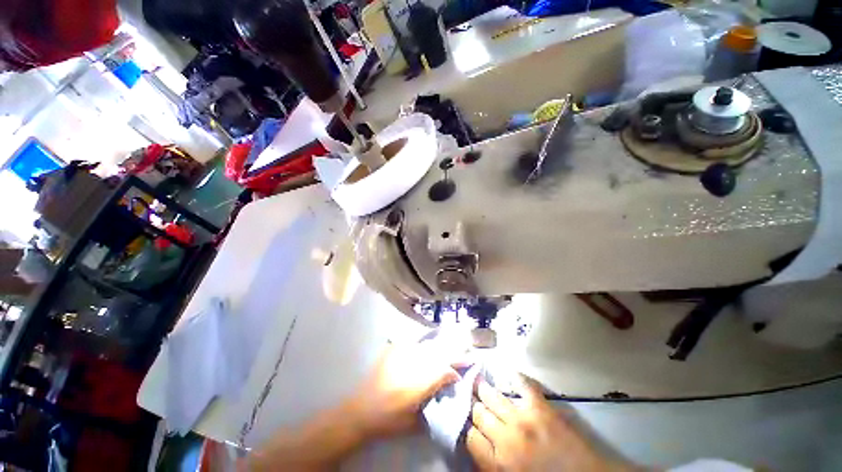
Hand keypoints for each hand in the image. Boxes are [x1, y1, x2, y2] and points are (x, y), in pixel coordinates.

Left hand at [345, 342, 461, 438]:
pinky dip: (423, 340)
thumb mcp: (414, 421)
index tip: (459, 377)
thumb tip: (444, 392)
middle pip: (438, 353)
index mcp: (418, 383)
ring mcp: (401, 353)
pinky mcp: (393, 349)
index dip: (454, 372)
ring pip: (428, 345)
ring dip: (442, 344)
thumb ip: (431, 404)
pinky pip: (413, 341)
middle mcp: (412, 363)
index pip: (444, 371)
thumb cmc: (388, 420)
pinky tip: (429, 338)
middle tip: (467, 348)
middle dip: (454, 352)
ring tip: (452, 339)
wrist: (360, 410)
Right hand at [467, 376, 623, 471]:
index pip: (469, 436)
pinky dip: (514, 376)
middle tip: (469, 395)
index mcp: (497, 465)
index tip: (467, 420)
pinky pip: (522, 385)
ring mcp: (523, 420)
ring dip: (483, 388)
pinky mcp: (541, 408)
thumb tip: (476, 442)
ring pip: (492, 396)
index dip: (466, 426)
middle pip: (479, 413)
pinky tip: (508, 372)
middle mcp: (505, 440)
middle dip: (472, 403)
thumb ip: (490, 463)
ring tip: (477, 380)